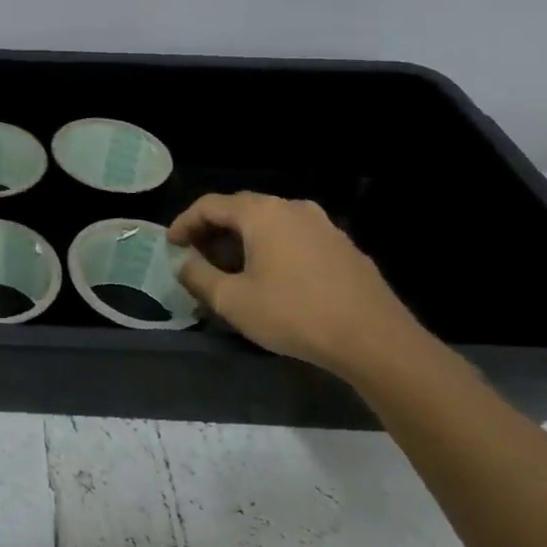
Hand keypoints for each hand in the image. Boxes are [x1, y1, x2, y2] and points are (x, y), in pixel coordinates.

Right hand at [169, 192, 427, 377]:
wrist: (375, 341)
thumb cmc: (293, 314)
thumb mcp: (231, 300)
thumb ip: (197, 276)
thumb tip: (184, 262)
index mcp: (261, 213)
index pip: (210, 205)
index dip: (184, 223)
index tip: (171, 245)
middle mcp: (292, 208)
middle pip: (241, 210)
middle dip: (213, 233)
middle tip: (197, 258)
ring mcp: (323, 226)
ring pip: (270, 225)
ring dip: (244, 242)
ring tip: (232, 271)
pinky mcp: (344, 248)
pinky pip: (295, 239)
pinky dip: (273, 251)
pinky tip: (272, 280)